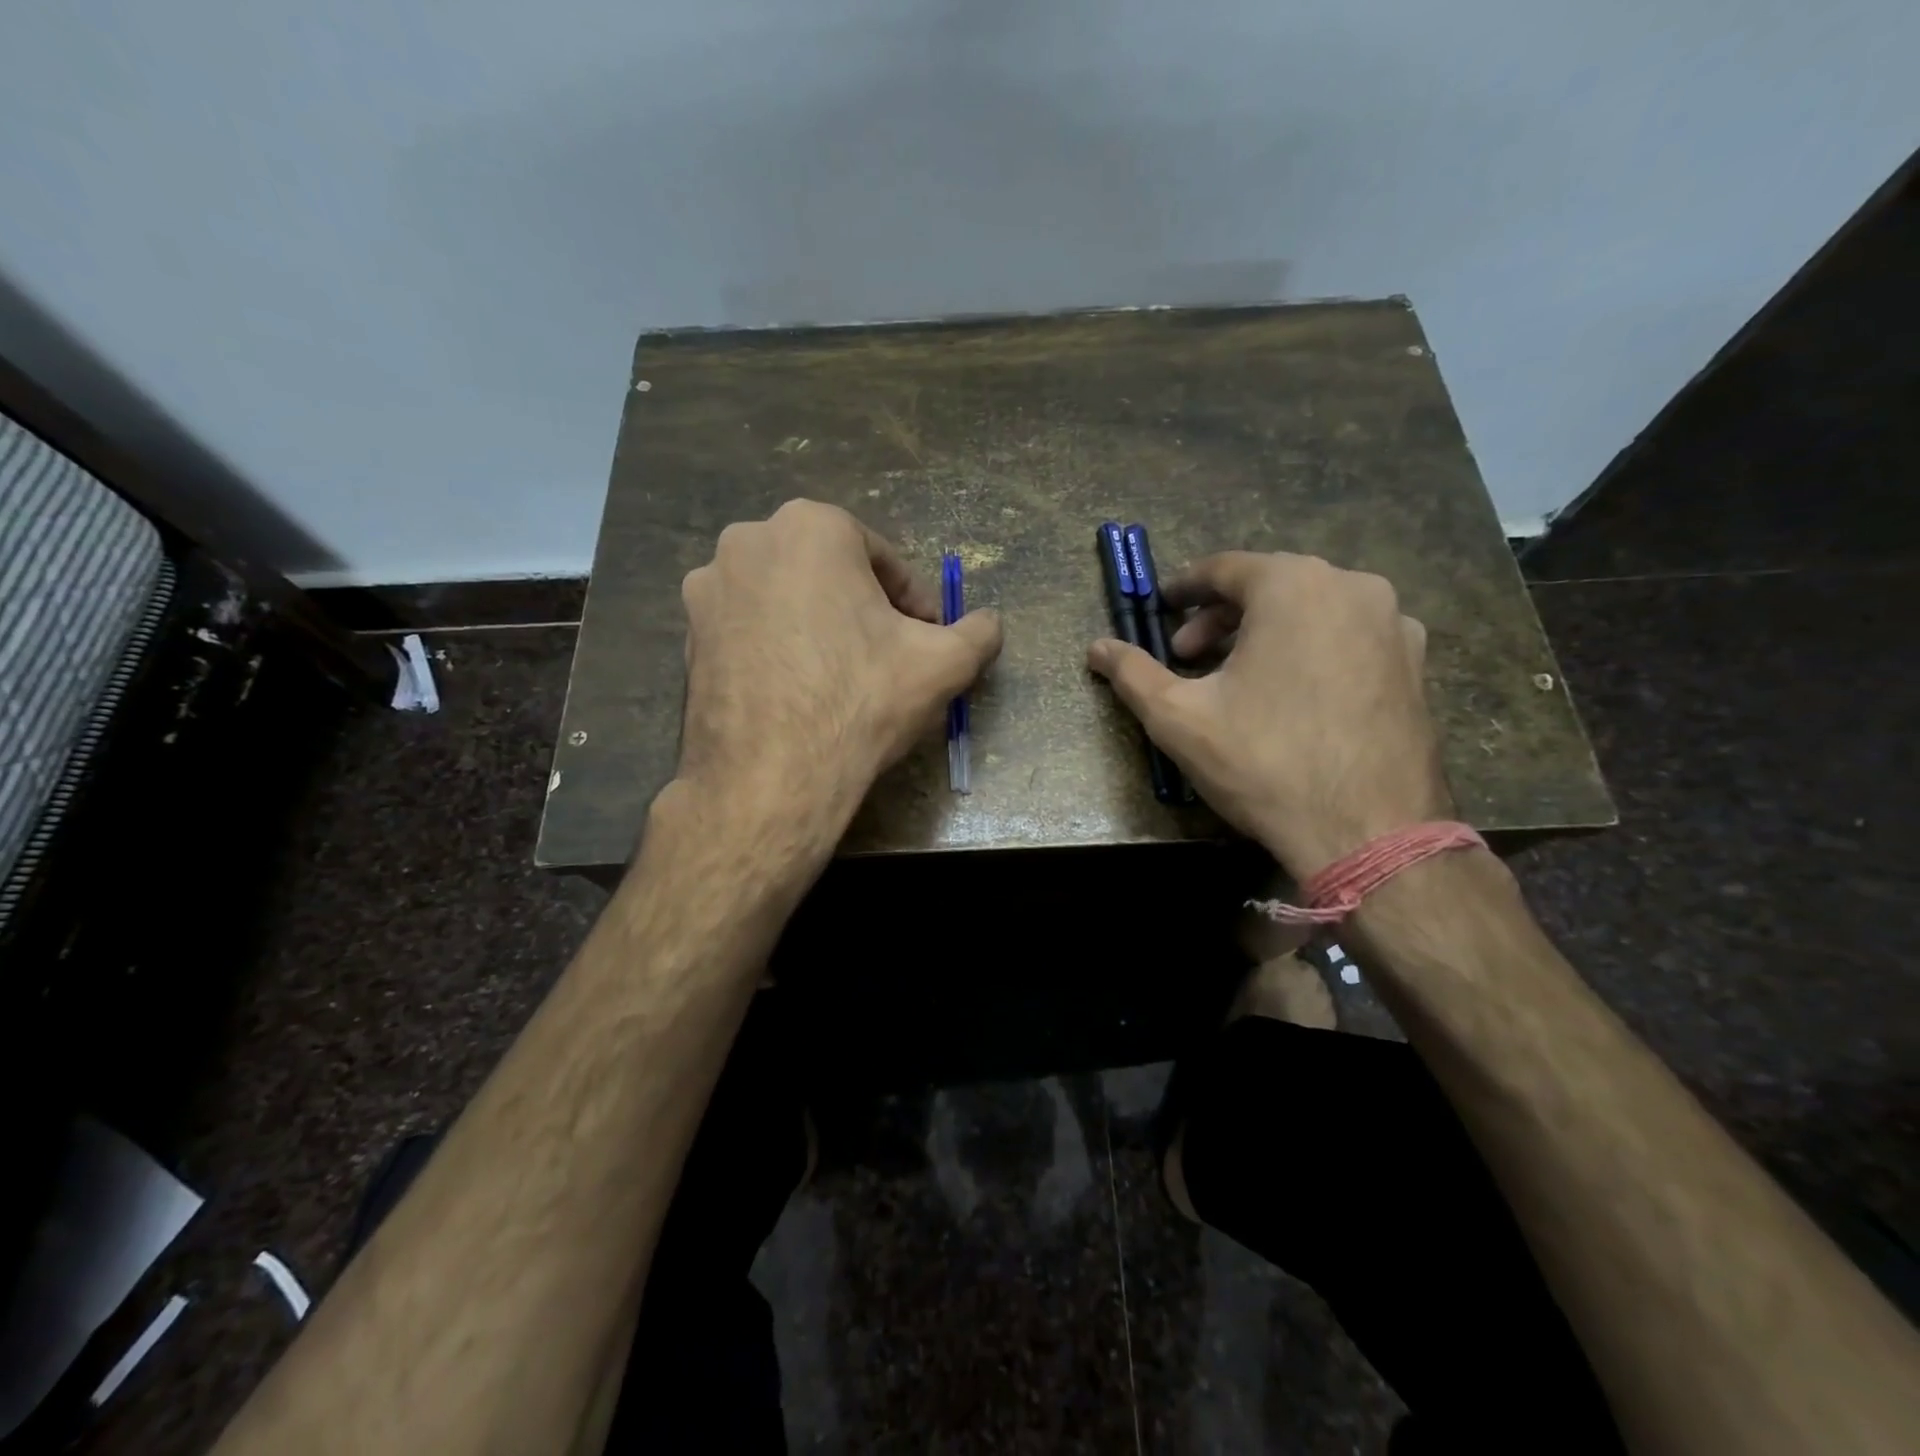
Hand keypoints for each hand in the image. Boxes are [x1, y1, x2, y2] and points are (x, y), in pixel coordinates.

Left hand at [675, 500, 1002, 838]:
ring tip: (843, 678)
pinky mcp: (687, 635)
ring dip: (821, 627)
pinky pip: (752, 630)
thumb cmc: (860, 702)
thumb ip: (978, 633)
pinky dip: (780, 648)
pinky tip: (800, 692)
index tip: (927, 638)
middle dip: (864, 609)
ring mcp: (708, 588)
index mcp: (811, 527)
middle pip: (830, 574)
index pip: (883, 559)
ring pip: (788, 600)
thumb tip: (990, 623)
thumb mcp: (943, 665)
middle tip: (888, 657)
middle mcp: (749, 541)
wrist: (770, 777)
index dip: (913, 602)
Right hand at [1087, 551, 1449, 877]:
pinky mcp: (1416, 664)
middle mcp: (1353, 587)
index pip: (1226, 567)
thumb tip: (1096, 648)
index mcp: (1294, 585)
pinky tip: (1291, 696)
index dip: (1185, 588)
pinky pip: (1347, 638)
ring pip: (1312, 610)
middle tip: (1187, 656)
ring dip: (1265, 632)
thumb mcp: (1178, 716)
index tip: (1161, 609)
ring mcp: (1395, 625)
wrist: (1370, 832)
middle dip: (1221, 617)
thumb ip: (1132, 673)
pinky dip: (1310, 650)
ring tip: (1237, 678)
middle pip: (1270, 586)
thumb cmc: (1264, 762)